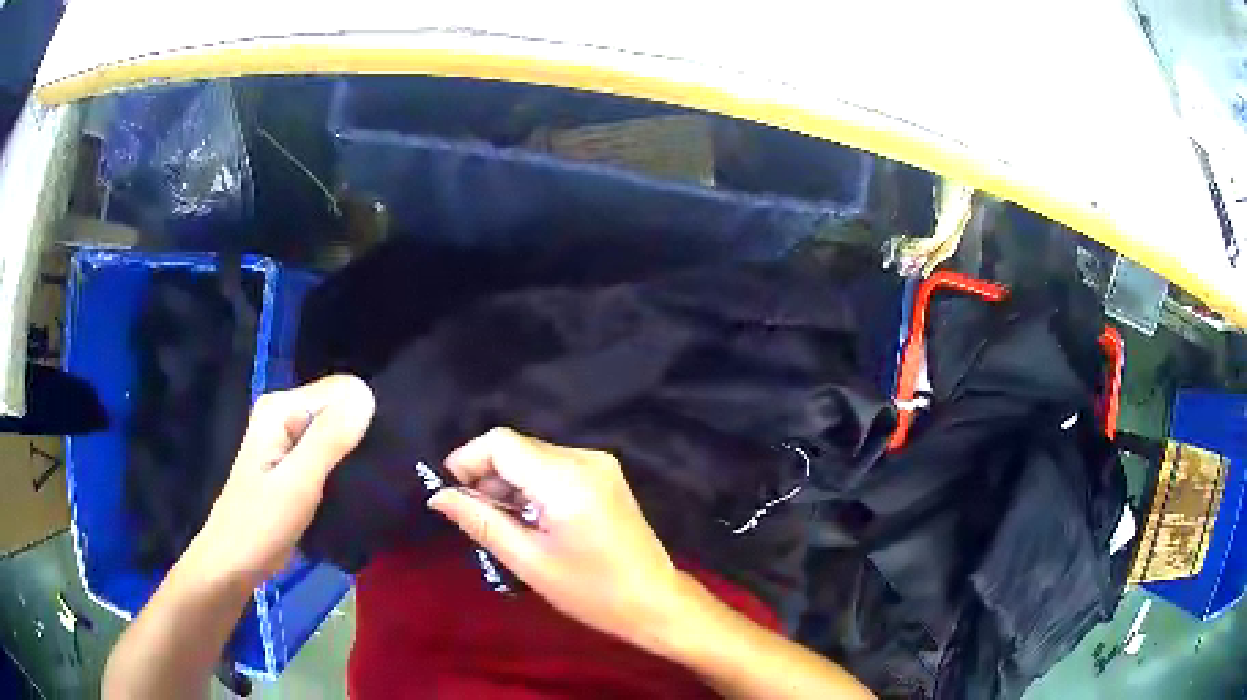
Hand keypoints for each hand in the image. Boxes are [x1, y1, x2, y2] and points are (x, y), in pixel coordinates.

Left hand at [188, 375, 374, 588]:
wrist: (234, 562)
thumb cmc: (262, 524)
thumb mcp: (297, 483)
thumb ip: (329, 439)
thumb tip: (367, 395)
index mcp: (280, 407)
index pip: (342, 390)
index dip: (361, 421)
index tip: (366, 461)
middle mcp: (284, 412)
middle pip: (340, 407)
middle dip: (358, 437)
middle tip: (364, 478)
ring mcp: (287, 437)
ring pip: (338, 430)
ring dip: (353, 455)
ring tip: (361, 486)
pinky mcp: (293, 461)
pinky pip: (330, 450)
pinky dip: (343, 467)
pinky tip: (348, 489)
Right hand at [428, 428, 682, 647]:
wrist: (654, 601)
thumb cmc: (592, 591)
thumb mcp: (528, 561)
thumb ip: (479, 522)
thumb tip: (437, 496)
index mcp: (566, 479)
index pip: (501, 442)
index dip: (467, 460)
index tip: (453, 494)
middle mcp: (585, 458)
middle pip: (517, 447)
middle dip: (487, 477)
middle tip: (479, 520)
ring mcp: (600, 464)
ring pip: (533, 456)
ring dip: (509, 484)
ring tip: (508, 527)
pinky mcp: (605, 474)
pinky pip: (554, 467)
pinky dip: (532, 487)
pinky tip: (533, 521)